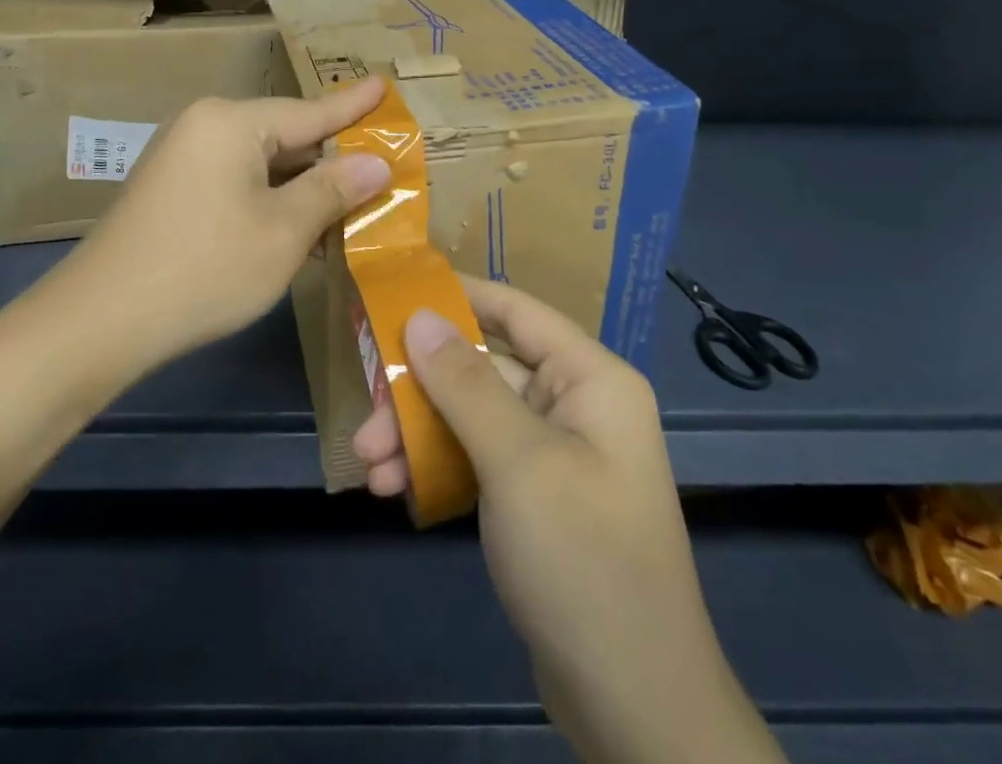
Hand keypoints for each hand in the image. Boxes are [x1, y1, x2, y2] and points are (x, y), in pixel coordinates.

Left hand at [68, 78, 391, 365]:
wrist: (101, 321)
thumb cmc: (205, 268)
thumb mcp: (284, 231)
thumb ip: (333, 190)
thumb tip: (376, 163)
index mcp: (232, 122)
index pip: (310, 111)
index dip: (353, 106)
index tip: (384, 84)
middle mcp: (205, 126)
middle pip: (285, 136)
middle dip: (331, 157)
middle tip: (380, 160)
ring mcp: (183, 158)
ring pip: (261, 163)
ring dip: (303, 186)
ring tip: (351, 197)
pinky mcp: (172, 190)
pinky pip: (236, 182)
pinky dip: (271, 200)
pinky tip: (299, 223)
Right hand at [353, 278, 782, 763]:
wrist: (635, 709)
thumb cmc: (583, 559)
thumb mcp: (518, 462)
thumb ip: (465, 383)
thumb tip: (421, 316)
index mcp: (591, 379)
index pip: (516, 310)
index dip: (457, 295)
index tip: (395, 292)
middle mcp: (576, 405)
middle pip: (485, 369)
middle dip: (421, 389)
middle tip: (366, 415)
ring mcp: (556, 454)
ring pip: (474, 417)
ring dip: (419, 433)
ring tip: (368, 465)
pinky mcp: (537, 499)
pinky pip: (479, 459)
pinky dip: (438, 467)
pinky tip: (397, 489)